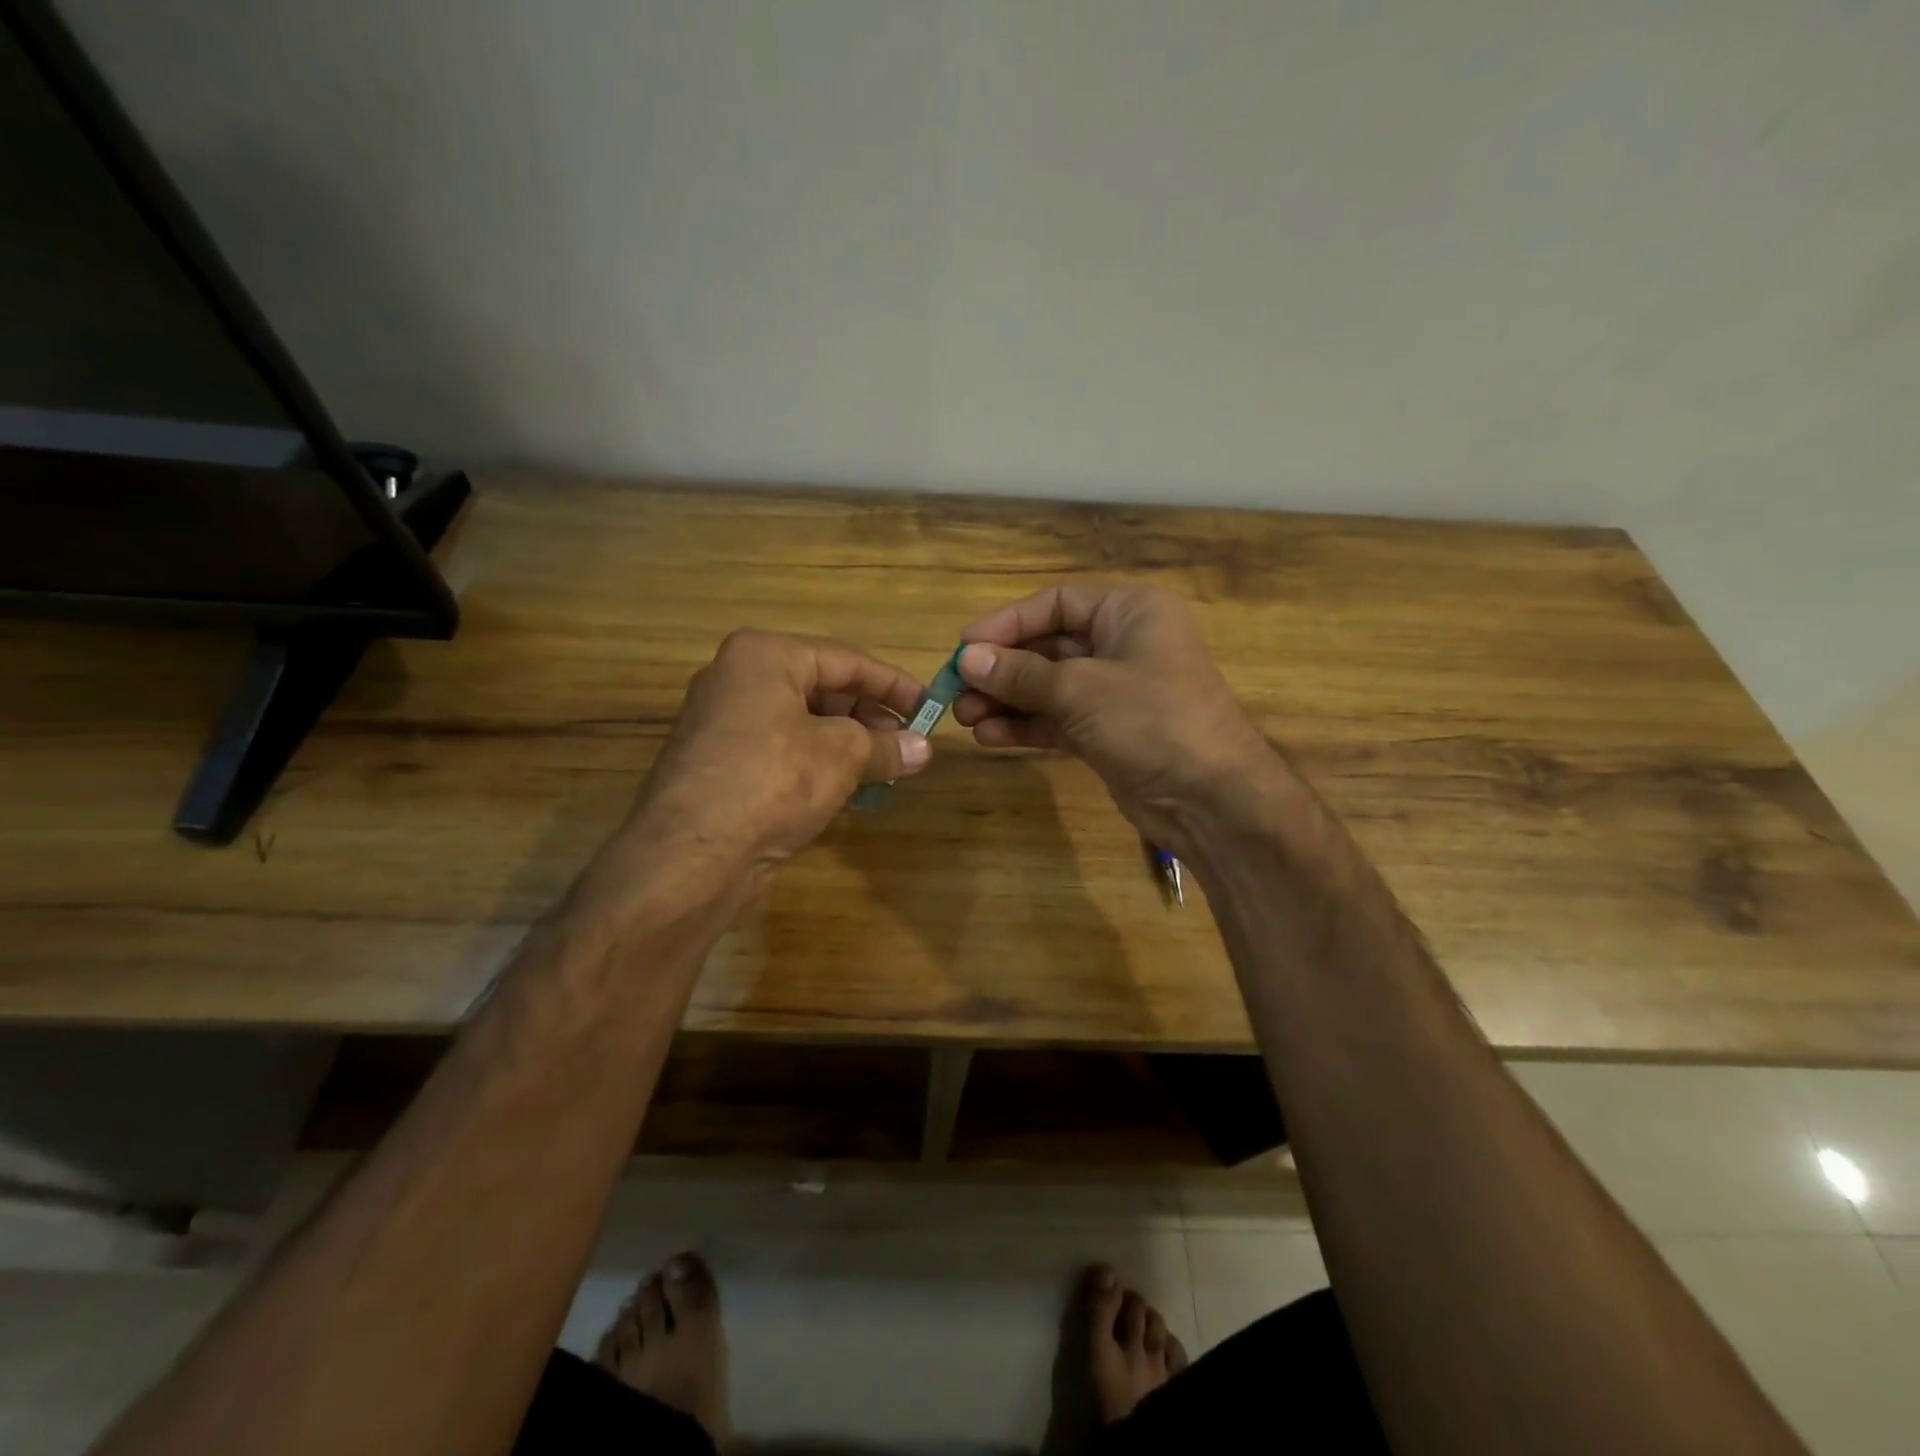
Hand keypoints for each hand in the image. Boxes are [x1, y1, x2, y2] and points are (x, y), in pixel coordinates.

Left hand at [628, 629, 931, 881]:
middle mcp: (738, 680)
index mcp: (763, 656)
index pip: (846, 659)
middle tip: (909, 744)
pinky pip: (784, 752)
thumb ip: (887, 746)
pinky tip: (850, 790)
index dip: (894, 684)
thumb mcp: (843, 755)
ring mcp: (725, 725)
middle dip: (870, 717)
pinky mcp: (722, 766)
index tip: (930, 707)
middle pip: (822, 689)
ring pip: (804, 724)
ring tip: (887, 768)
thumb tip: (923, 749)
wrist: (691, 856)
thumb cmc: (773, 781)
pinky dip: (819, 765)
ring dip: (849, 745)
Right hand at [951, 583, 1280, 858]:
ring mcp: (1115, 691)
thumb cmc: (1152, 721)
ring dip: (1007, 700)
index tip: (964, 647)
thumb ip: (1021, 674)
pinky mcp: (1108, 731)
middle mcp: (1122, 643)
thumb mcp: (1081, 690)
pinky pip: (1058, 719)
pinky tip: (990, 736)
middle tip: (956, 690)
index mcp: (1129, 612)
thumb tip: (967, 658)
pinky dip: (1026, 725)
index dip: (1006, 623)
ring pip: (1048, 686)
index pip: (1055, 604)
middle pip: (1047, 646)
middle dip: (1002, 669)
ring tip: (964, 718)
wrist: (1212, 799)